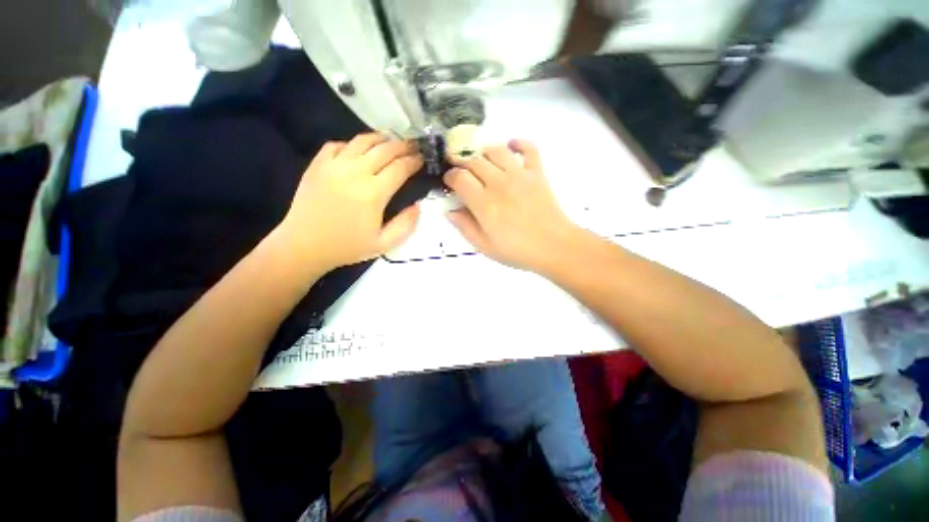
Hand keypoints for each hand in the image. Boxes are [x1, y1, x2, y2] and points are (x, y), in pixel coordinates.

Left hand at [275, 133, 422, 271]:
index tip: (423, 159)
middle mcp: (355, 172)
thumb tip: (418, 205)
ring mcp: (333, 165)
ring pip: (362, 141)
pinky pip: (338, 144)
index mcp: (373, 193)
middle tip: (414, 146)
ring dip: (381, 139)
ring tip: (392, 141)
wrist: (304, 246)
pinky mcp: (317, 164)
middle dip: (404, 146)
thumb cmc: (347, 247)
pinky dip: (353, 144)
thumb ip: (406, 225)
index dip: (414, 161)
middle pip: (385, 149)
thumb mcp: (384, 244)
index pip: (400, 167)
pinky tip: (360, 150)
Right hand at [443, 139, 579, 271]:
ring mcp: (520, 175)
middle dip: (462, 162)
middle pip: (474, 161)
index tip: (449, 181)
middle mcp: (499, 184)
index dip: (450, 176)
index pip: (460, 178)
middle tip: (462, 170)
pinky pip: (529, 149)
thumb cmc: (517, 251)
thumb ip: (465, 227)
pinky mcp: (537, 173)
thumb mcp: (485, 247)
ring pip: (496, 150)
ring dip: (484, 151)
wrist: (554, 247)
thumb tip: (450, 212)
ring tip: (481, 160)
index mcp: (484, 204)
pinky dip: (519, 143)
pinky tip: (511, 146)